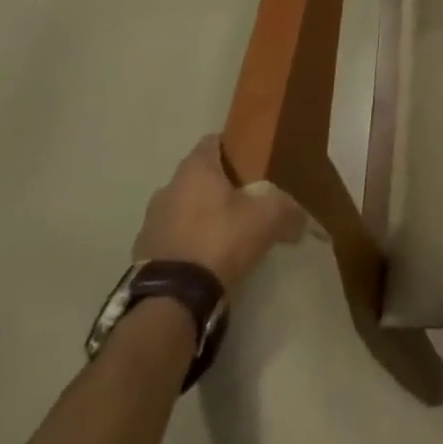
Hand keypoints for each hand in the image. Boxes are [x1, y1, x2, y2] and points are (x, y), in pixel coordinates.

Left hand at [131, 136, 306, 293]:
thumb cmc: (220, 240)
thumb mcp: (267, 218)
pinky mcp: (141, 257)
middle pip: (197, 177)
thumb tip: (301, 219)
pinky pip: (170, 240)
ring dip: (198, 217)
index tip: (252, 166)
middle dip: (217, 187)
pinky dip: (185, 245)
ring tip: (222, 236)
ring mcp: (149, 223)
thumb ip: (288, 210)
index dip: (234, 150)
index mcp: (195, 168)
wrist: (171, 301)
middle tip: (243, 202)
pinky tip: (203, 262)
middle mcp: (167, 188)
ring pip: (181, 209)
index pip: (214, 142)